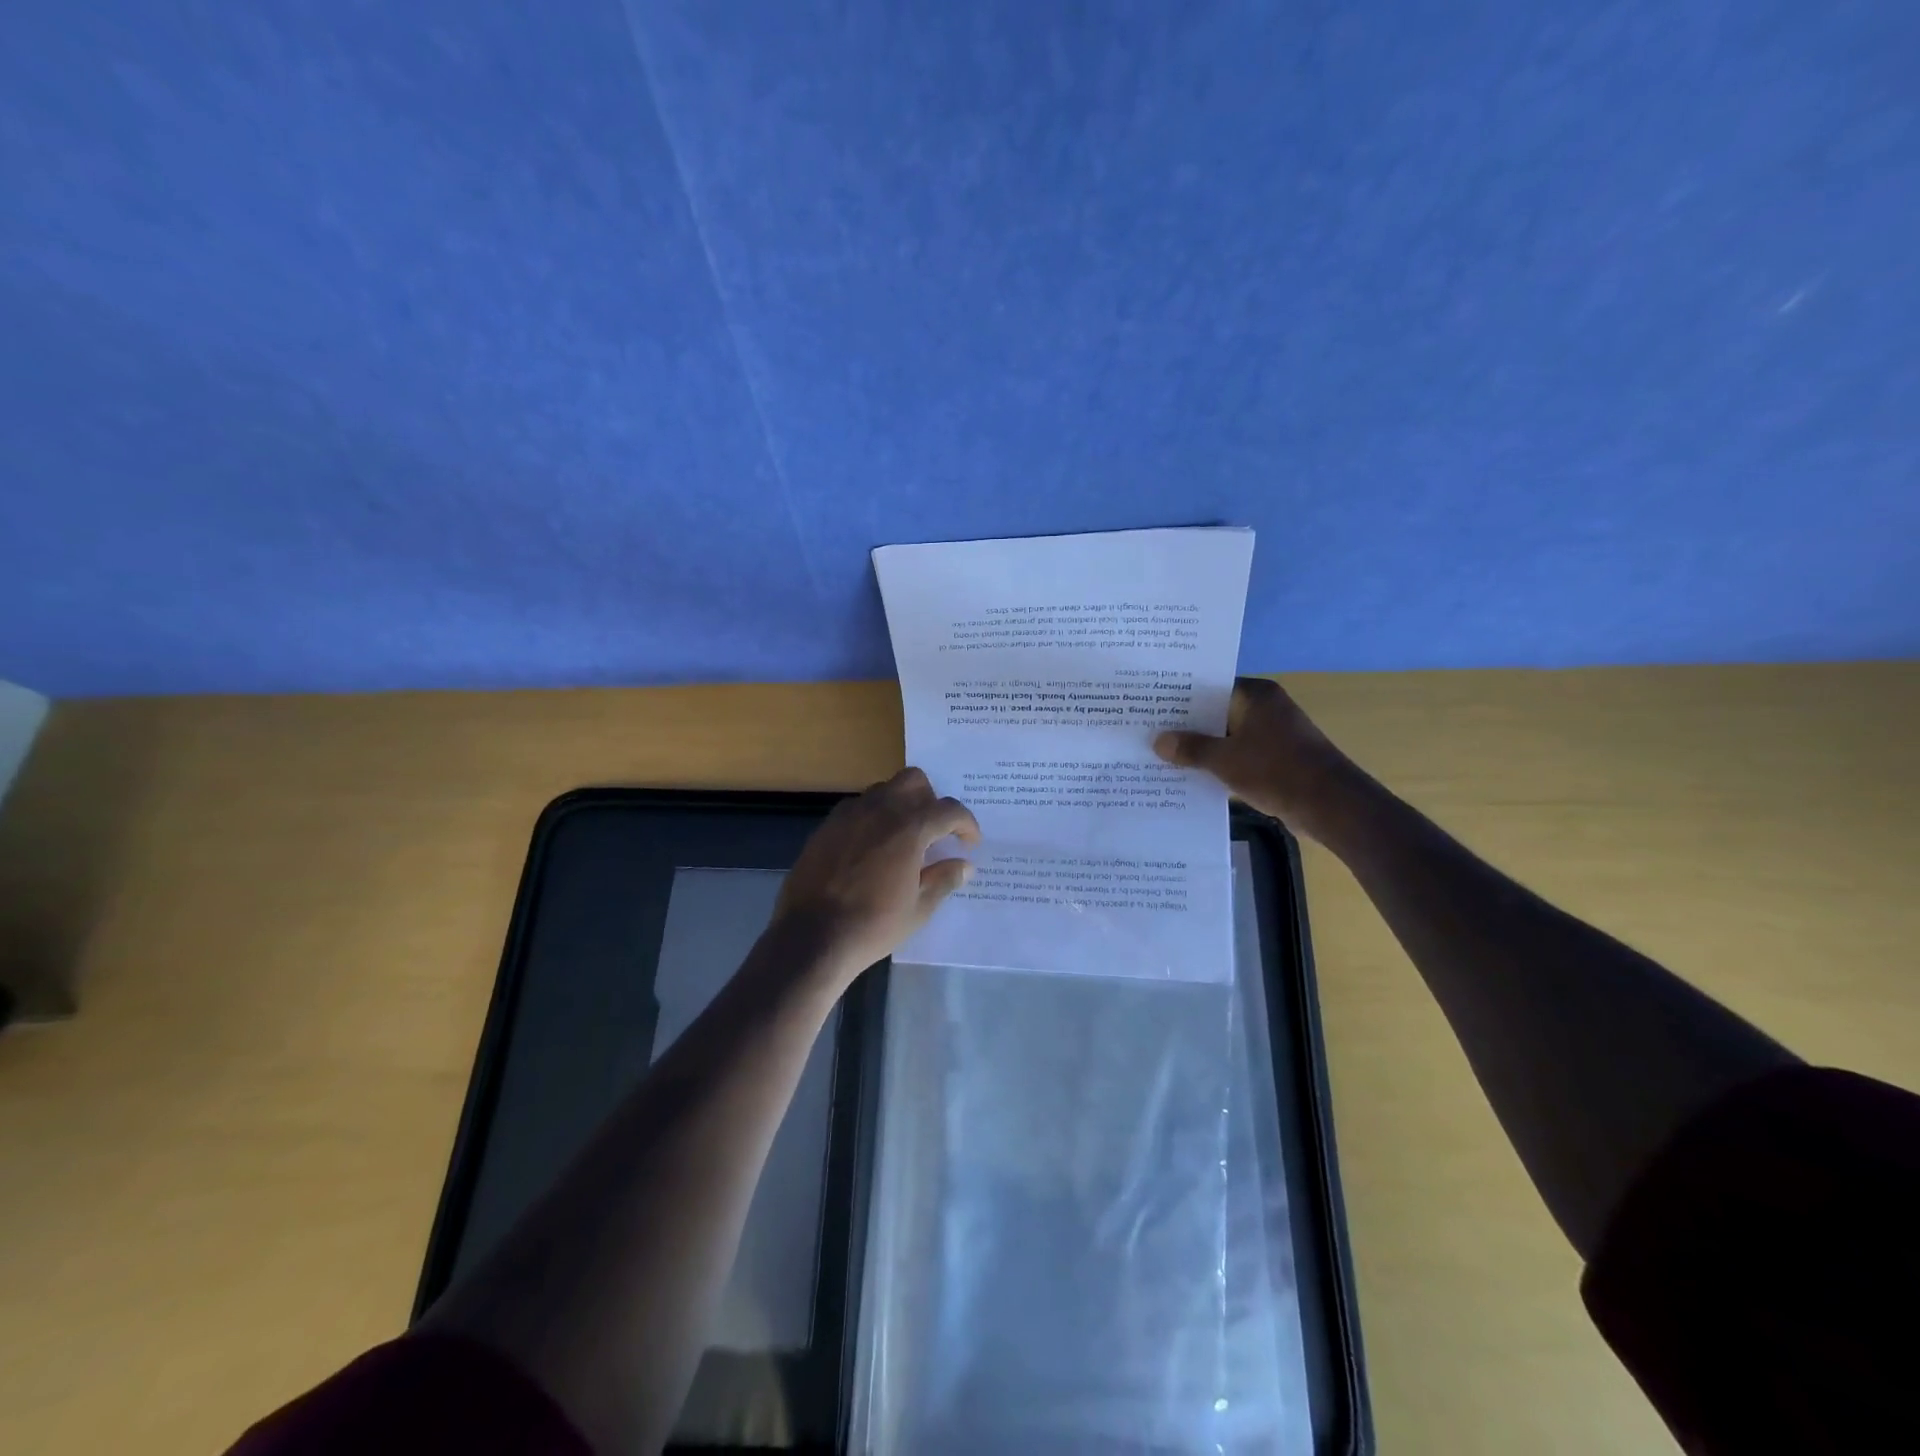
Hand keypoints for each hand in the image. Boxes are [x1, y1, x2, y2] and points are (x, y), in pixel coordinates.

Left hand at [771, 767, 980, 982]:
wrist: (812, 936)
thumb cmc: (873, 926)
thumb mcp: (918, 909)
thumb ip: (944, 879)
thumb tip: (965, 865)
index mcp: (909, 828)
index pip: (948, 810)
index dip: (966, 824)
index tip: (970, 843)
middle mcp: (880, 810)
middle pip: (914, 780)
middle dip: (931, 799)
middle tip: (934, 831)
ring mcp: (849, 815)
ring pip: (883, 790)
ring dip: (900, 804)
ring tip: (903, 838)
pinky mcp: (826, 826)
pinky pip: (857, 807)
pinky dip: (873, 817)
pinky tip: (872, 847)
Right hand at [1153, 677, 1362, 841]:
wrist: (1331, 805)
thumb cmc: (1276, 770)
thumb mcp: (1225, 760)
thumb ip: (1190, 748)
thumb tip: (1159, 742)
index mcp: (1256, 695)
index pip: (1209, 686)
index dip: (1179, 696)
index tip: (1150, 704)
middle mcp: (1265, 707)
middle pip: (1216, 711)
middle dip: (1186, 724)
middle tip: (1148, 730)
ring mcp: (1273, 733)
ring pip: (1226, 735)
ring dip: (1202, 746)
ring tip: (1162, 754)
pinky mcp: (1276, 757)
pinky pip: (1238, 754)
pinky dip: (1219, 762)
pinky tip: (1191, 774)